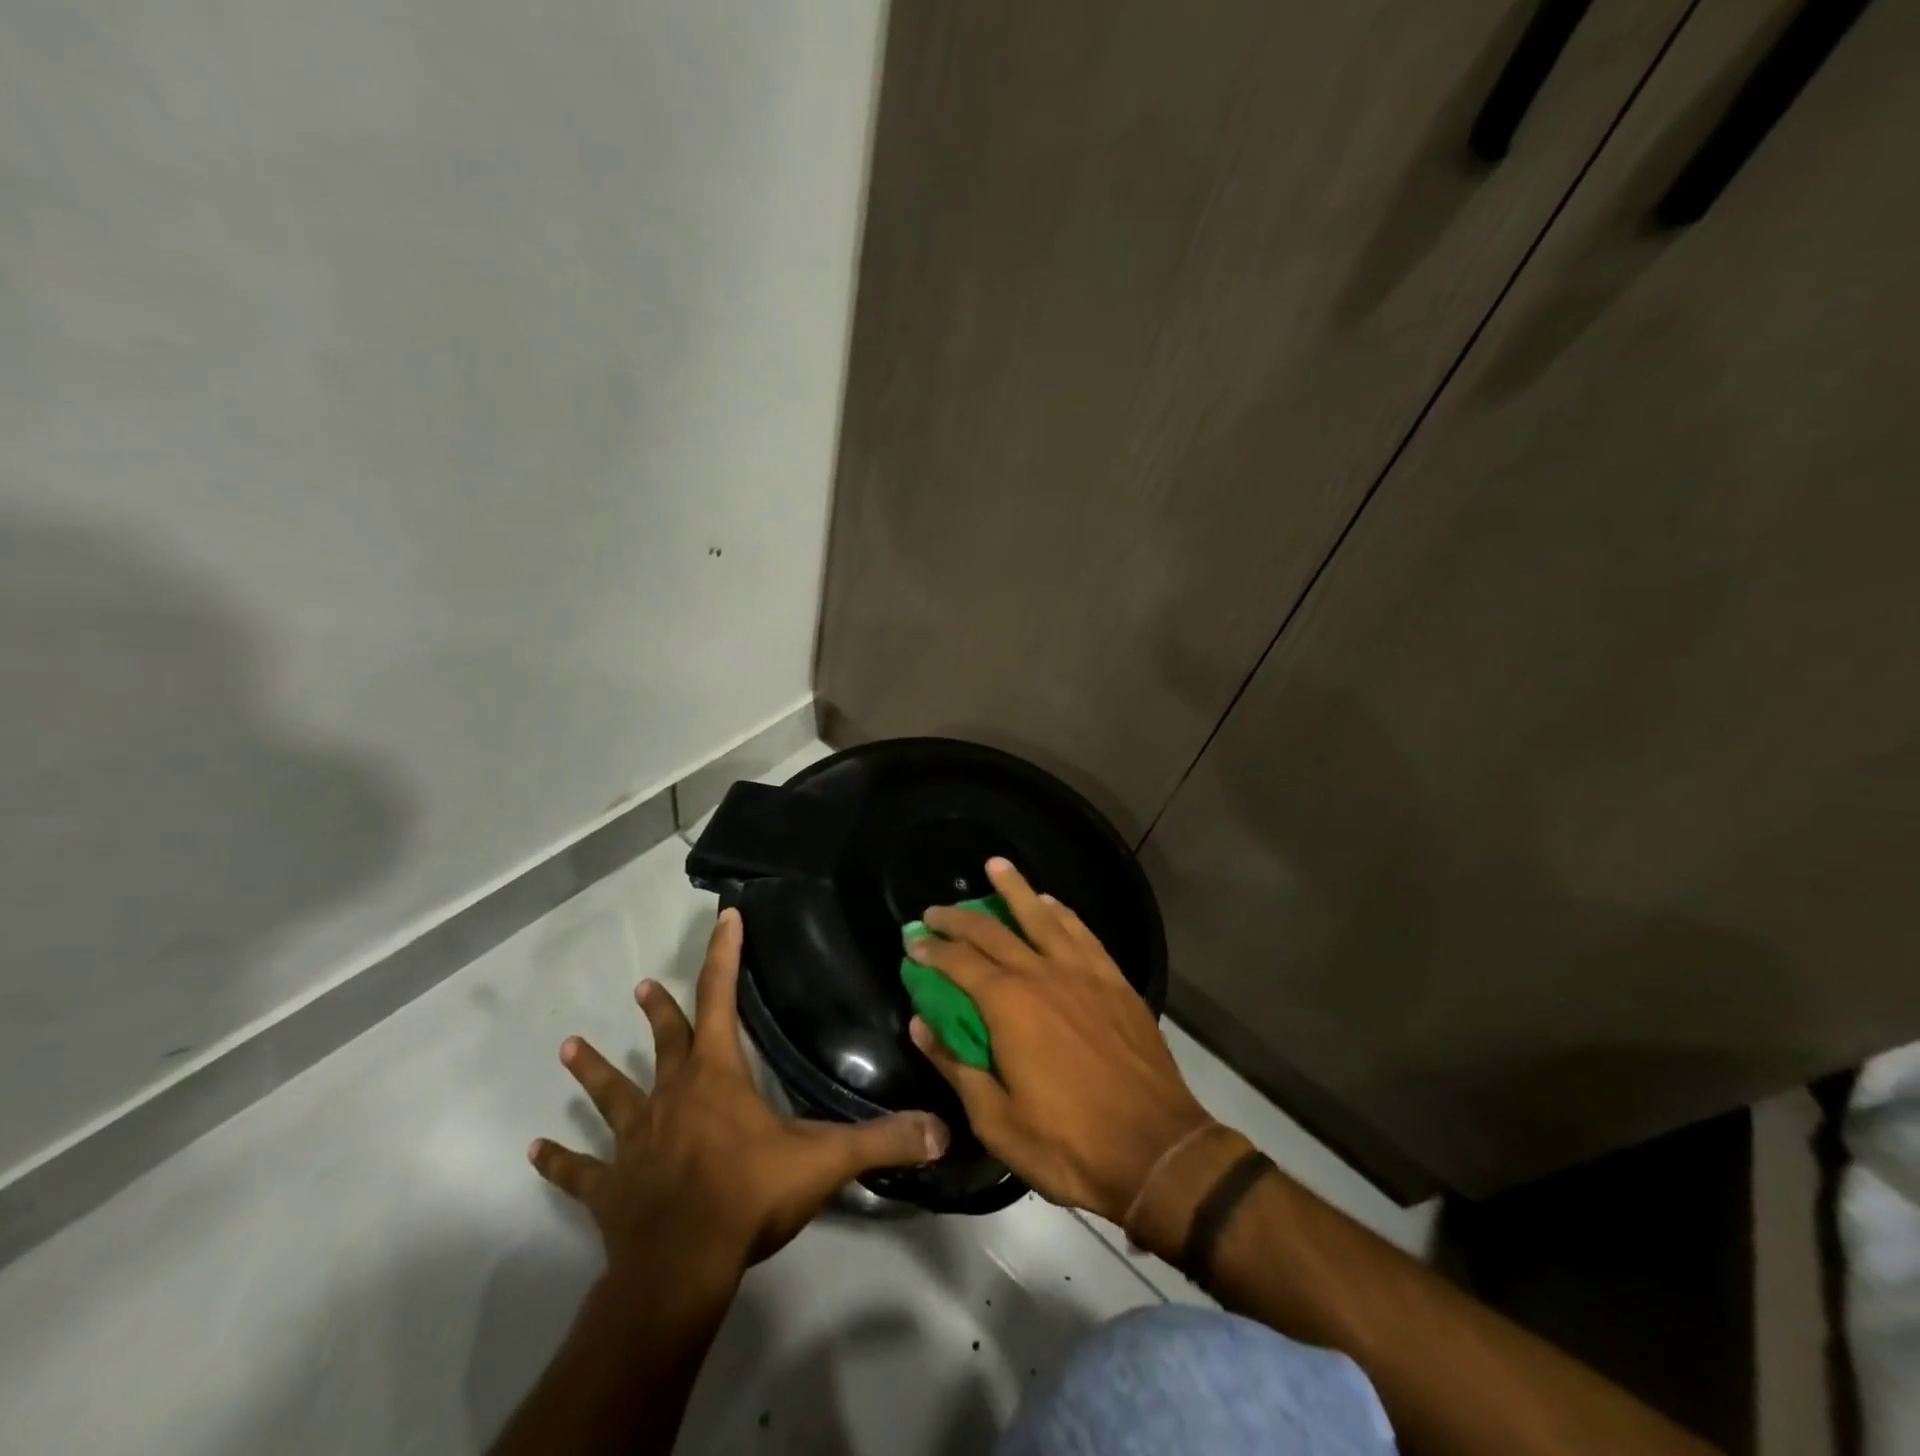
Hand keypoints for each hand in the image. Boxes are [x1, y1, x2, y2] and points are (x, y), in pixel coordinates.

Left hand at [531, 907, 948, 1275]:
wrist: (679, 1266)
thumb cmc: (748, 1196)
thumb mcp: (824, 1161)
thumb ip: (883, 1139)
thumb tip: (942, 1128)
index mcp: (716, 1076)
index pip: (722, 998)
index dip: (726, 955)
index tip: (726, 916)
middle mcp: (671, 1095)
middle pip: (666, 1041)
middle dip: (660, 1011)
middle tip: (642, 985)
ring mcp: (634, 1140)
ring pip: (612, 1095)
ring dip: (595, 1072)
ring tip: (570, 1047)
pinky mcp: (610, 1187)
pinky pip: (581, 1171)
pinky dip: (562, 1161)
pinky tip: (536, 1150)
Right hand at [906, 858, 1209, 1224]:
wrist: (1157, 1149)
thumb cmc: (1068, 1144)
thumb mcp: (996, 1119)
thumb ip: (955, 1065)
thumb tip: (921, 1025)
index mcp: (1009, 1005)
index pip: (958, 963)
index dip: (931, 950)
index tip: (912, 942)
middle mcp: (1043, 974)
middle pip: (993, 931)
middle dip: (958, 918)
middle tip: (934, 911)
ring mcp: (1083, 973)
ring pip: (1042, 916)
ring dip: (1015, 889)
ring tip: (995, 866)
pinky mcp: (1114, 981)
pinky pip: (1082, 933)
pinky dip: (1062, 913)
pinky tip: (1051, 903)